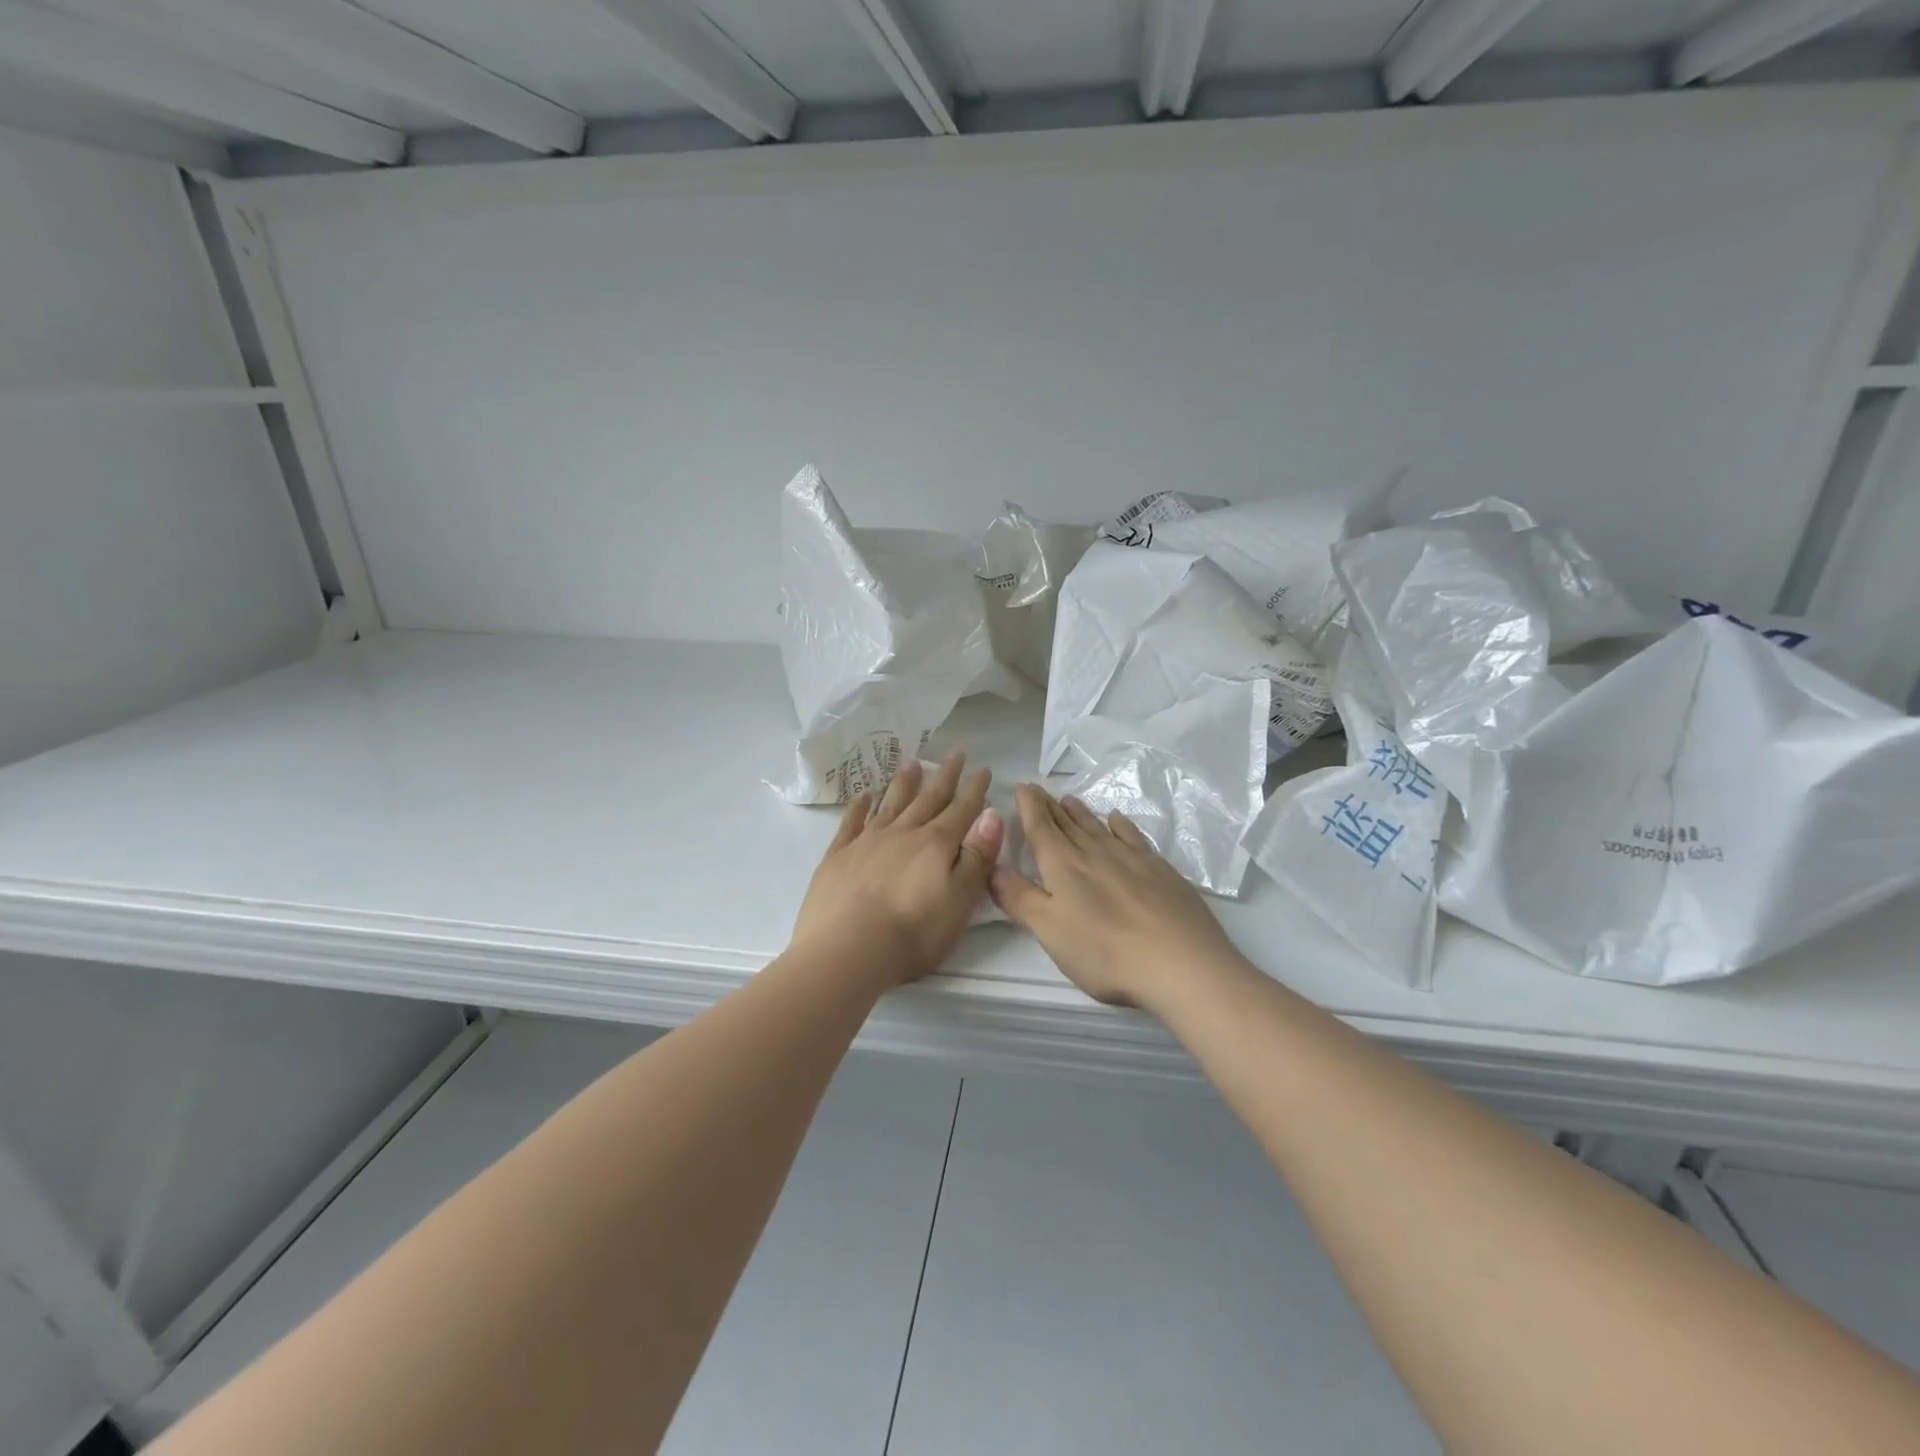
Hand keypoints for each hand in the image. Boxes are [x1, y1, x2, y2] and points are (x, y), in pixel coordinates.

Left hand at [791, 754, 1004, 984]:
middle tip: (955, 753)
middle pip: (928, 799)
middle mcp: (903, 833)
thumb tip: (992, 815)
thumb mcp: (960, 900)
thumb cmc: (913, 933)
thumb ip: (977, 857)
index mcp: (936, 845)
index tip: (984, 768)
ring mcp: (867, 841)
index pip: (962, 810)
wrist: (847, 950)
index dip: (975, 790)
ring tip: (913, 763)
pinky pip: (852, 822)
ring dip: (904, 783)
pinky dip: (860, 806)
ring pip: (891, 804)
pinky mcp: (838, 856)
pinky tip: (864, 795)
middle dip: (945, 777)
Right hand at [990, 785, 1241, 1009]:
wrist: (1181, 962)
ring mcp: (1131, 858)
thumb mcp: (1049, 930)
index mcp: (1063, 865)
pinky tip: (1117, 819)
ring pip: (1098, 826)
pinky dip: (1120, 825)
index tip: (1022, 786)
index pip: (1041, 827)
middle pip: (1067, 823)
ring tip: (1069, 799)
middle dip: (1049, 806)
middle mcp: (1095, 852)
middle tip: (1039, 789)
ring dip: (1080, 813)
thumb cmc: (1104, 951)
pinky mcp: (1160, 869)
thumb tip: (992, 867)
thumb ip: (1019, 898)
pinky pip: (1132, 836)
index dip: (1029, 806)